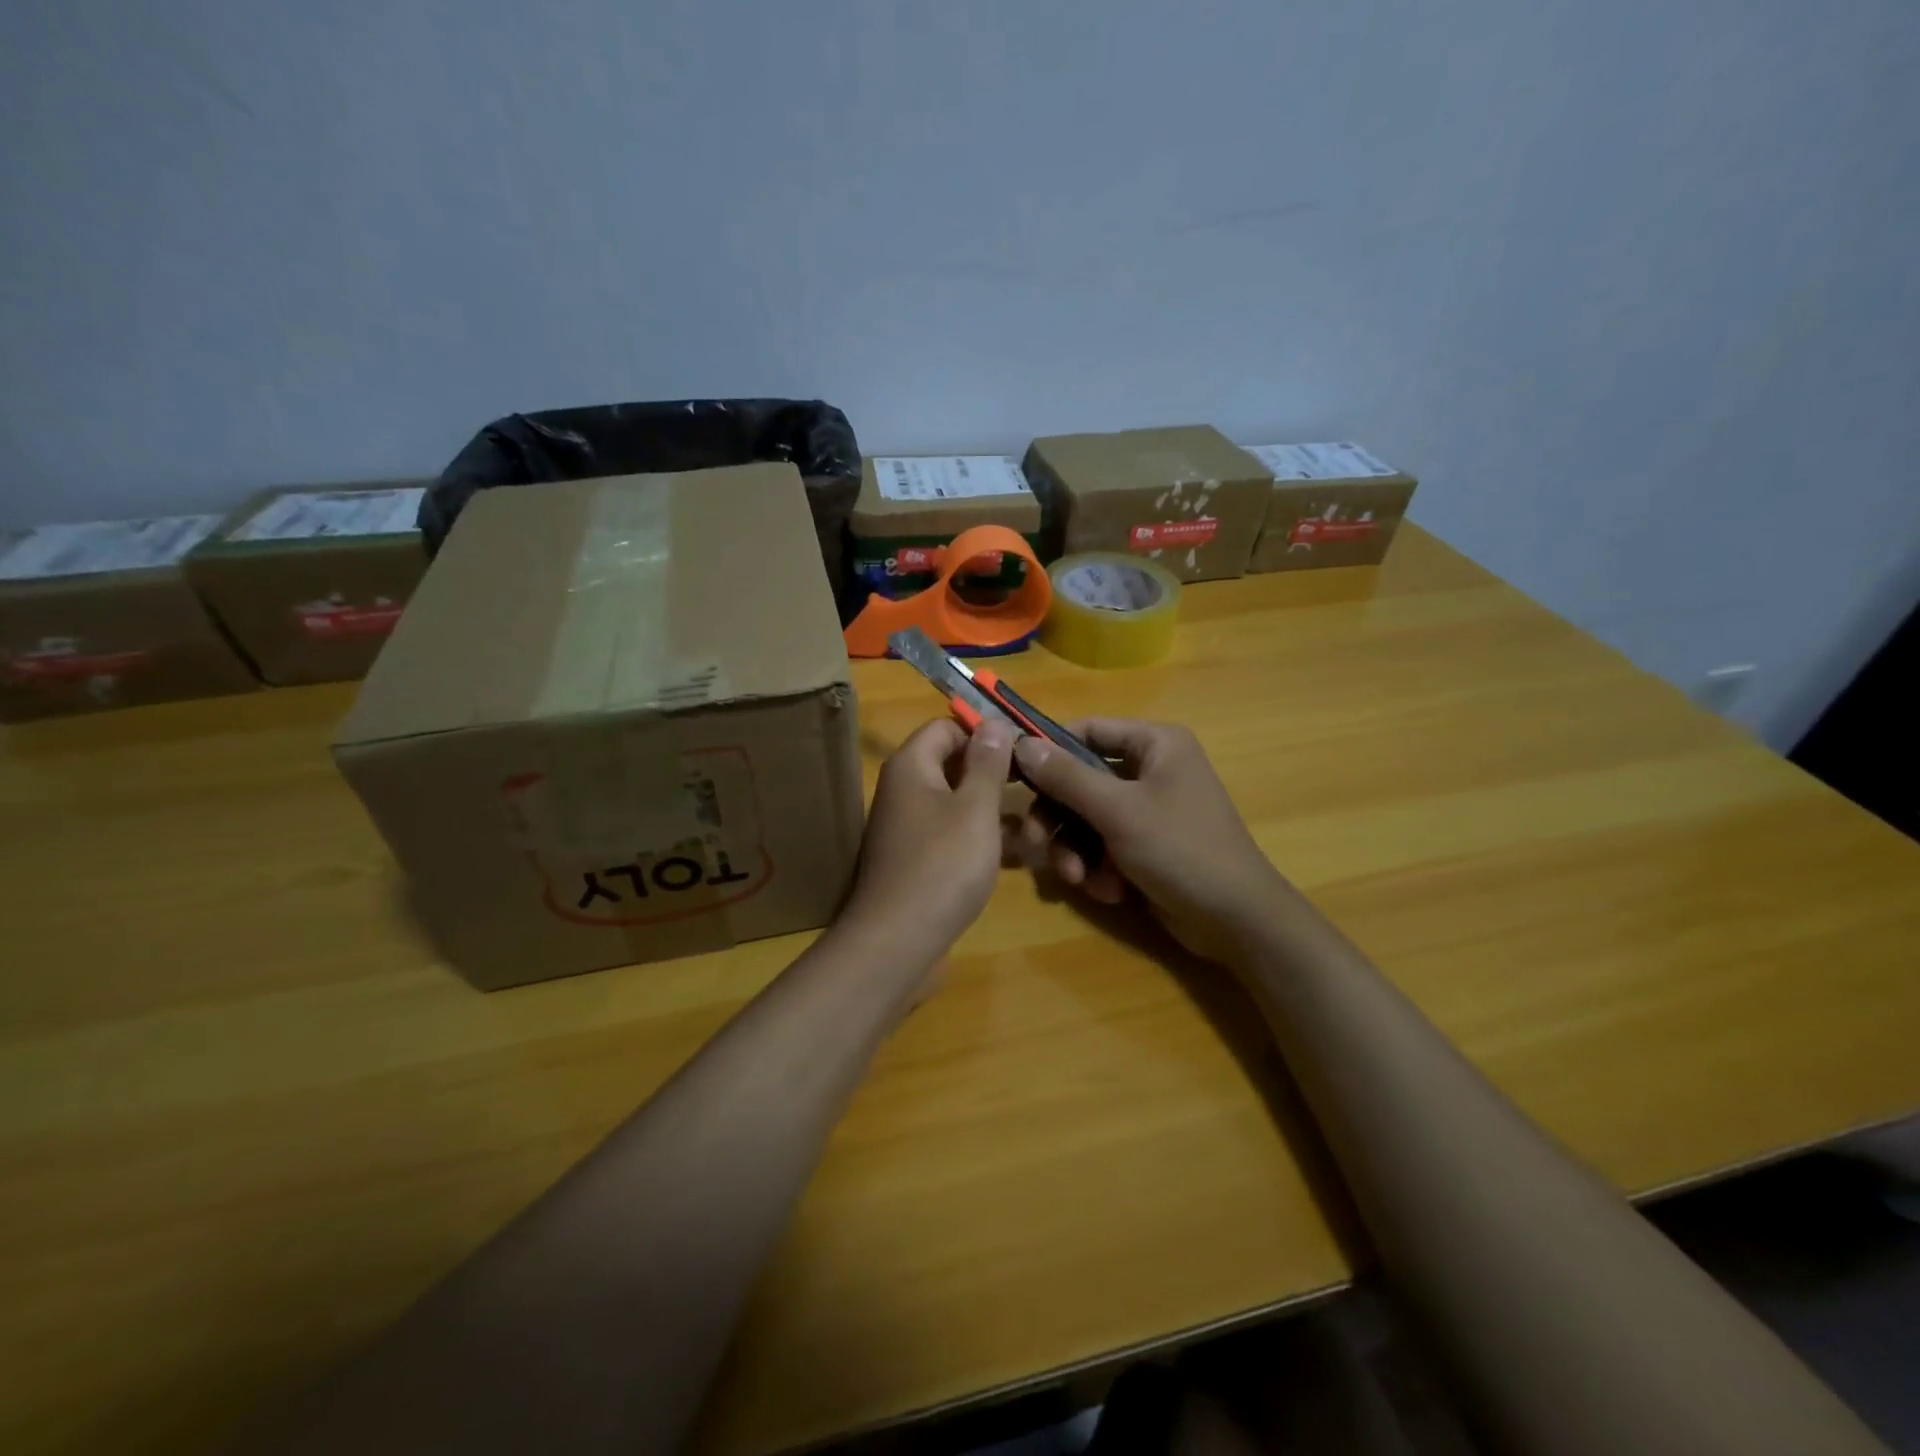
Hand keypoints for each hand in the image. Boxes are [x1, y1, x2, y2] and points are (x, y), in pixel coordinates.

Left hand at [842, 718, 1016, 972]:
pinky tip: (1018, 855)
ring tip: (1038, 824)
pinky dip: (981, 838)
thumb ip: (988, 763)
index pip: (946, 727)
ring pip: (957, 803)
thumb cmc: (942, 865)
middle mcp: (903, 790)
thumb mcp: (975, 808)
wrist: (897, 941)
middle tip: (1036, 786)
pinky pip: (953, 834)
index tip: (1023, 751)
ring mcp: (908, 827)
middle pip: (952, 764)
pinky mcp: (917, 859)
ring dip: (994, 809)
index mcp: (911, 766)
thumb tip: (995, 722)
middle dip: (995, 773)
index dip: (984, 733)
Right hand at [1014, 719, 1289, 963]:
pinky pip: (1102, 844)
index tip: (1013, 773)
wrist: (1235, 920)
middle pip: (1080, 780)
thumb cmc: (1181, 849)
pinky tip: (1109, 890)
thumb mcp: (1118, 810)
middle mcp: (1151, 769)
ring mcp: (1148, 809)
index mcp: (1155, 744)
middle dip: (1058, 817)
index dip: (1049, 749)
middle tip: (1035, 842)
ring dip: (1075, 849)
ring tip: (1078, 878)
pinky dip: (1098, 866)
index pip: (1088, 730)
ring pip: (1086, 817)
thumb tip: (1020, 743)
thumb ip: (1067, 777)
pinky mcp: (1145, 845)